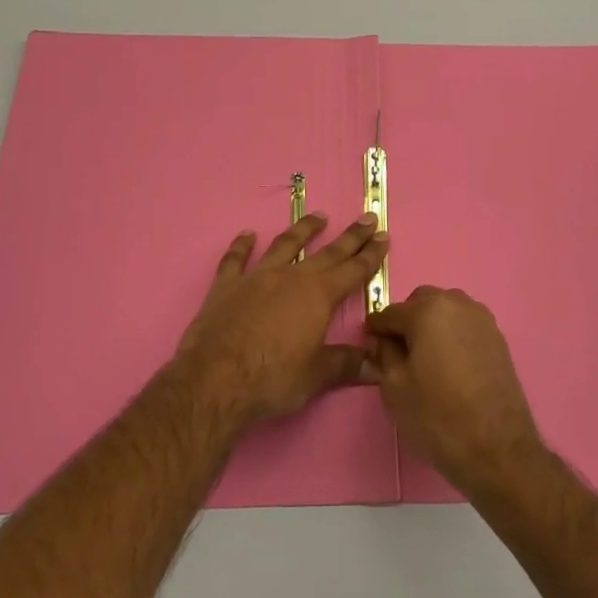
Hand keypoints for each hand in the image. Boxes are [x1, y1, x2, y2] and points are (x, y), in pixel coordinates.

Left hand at [175, 213, 387, 426]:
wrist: (214, 380)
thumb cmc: (272, 379)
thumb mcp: (316, 376)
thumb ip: (346, 365)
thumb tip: (377, 365)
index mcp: (318, 296)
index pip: (353, 270)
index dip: (370, 254)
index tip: (383, 235)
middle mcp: (291, 278)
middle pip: (327, 252)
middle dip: (350, 236)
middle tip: (366, 217)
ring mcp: (256, 278)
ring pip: (285, 245)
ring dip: (303, 230)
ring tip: (318, 216)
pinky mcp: (226, 286)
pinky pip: (235, 259)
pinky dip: (241, 246)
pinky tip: (246, 235)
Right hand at [364, 286, 542, 494]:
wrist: (497, 448)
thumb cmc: (438, 416)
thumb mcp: (394, 387)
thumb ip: (384, 354)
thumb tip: (383, 340)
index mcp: (428, 310)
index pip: (391, 312)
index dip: (377, 328)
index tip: (369, 342)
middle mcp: (458, 304)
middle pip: (421, 303)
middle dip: (407, 321)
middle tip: (399, 353)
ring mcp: (482, 319)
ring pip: (446, 311)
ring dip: (432, 326)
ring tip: (426, 360)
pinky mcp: (498, 338)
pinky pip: (465, 326)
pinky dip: (452, 336)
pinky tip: (449, 365)